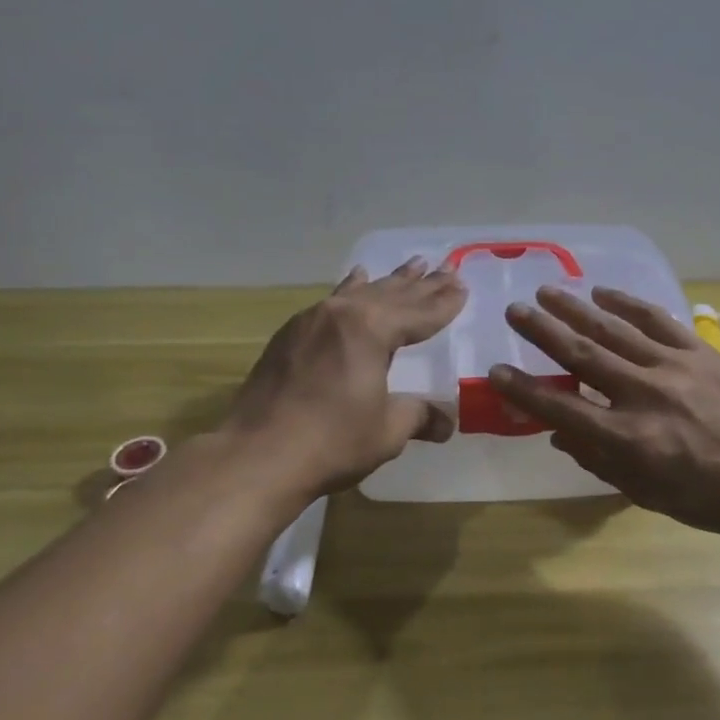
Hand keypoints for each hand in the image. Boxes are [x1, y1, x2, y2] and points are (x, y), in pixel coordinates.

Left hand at [224, 258, 466, 496]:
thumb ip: (418, 417)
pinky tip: (355, 279)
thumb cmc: (331, 441)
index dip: (444, 303)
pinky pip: (332, 301)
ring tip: (413, 263)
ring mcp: (312, 320)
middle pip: (393, 295)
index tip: (462, 286)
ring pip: (362, 292)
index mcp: (372, 330)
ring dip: (390, 281)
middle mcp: (343, 314)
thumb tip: (446, 423)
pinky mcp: (290, 334)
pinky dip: (351, 289)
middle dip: (423, 284)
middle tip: (447, 266)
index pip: (419, 313)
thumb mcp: (386, 431)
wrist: (257, 455)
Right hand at [490, 287, 719, 544]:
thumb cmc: (707, 498)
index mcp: (629, 439)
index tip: (497, 371)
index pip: (562, 408)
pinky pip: (656, 319)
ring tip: (547, 292)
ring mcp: (672, 367)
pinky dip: (627, 303)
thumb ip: (599, 460)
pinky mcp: (698, 351)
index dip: (524, 390)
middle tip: (514, 310)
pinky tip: (602, 292)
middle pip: (582, 356)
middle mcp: (644, 395)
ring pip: (613, 330)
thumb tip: (558, 433)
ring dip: (576, 309)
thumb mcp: (645, 493)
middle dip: (543, 331)